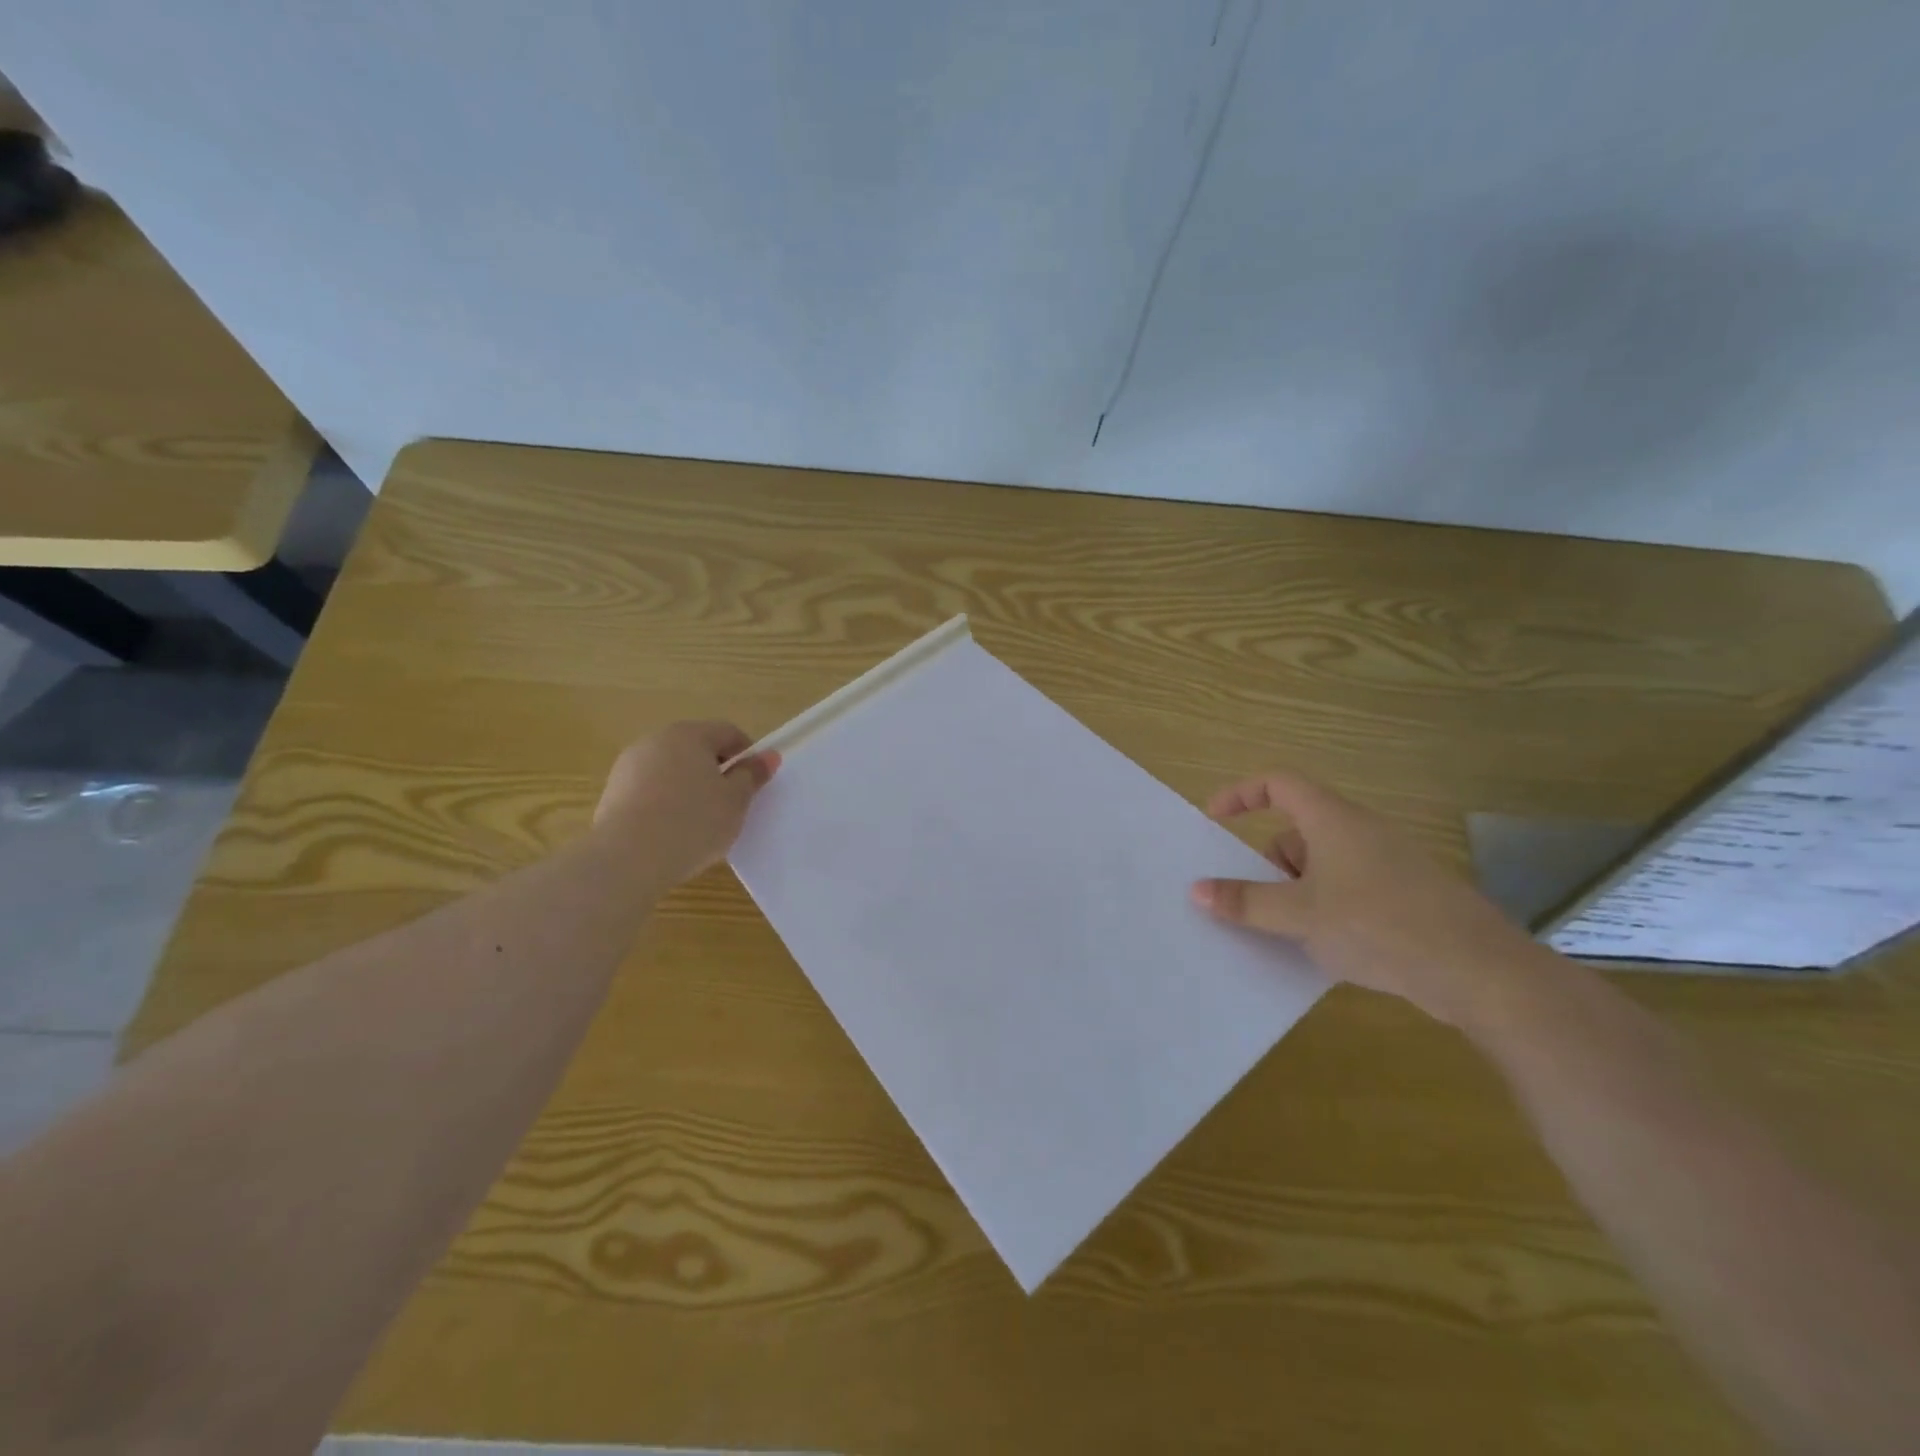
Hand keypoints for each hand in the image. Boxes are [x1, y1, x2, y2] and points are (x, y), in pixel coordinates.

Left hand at [592, 721, 777, 884]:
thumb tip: (768, 756)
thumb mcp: (736, 801)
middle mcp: (655, 741)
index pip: (728, 732)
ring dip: (689, 788)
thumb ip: (752, 775)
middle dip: (716, 771)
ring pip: (671, 771)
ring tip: (699, 824)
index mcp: (689, 734)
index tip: (754, 783)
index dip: (747, 755)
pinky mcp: (611, 794)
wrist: (627, 859)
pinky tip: (672, 833)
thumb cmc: (693, 822)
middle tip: (730, 805)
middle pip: (696, 749)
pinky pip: (650, 791)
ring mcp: (628, 767)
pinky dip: (665, 804)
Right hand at [1191, 770, 1543, 1027]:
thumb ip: (1246, 901)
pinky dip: (1327, 908)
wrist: (1479, 971)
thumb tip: (1197, 889)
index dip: (1241, 794)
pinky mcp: (1407, 896)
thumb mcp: (1299, 915)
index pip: (1278, 783)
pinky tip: (1329, 948)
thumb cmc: (1377, 925)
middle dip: (1270, 863)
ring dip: (1297, 891)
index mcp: (1332, 820)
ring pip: (1323, 864)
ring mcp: (1388, 864)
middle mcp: (1361, 832)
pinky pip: (1349, 889)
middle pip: (1298, 830)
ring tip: (1292, 934)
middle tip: (1258, 902)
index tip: (1214, 820)